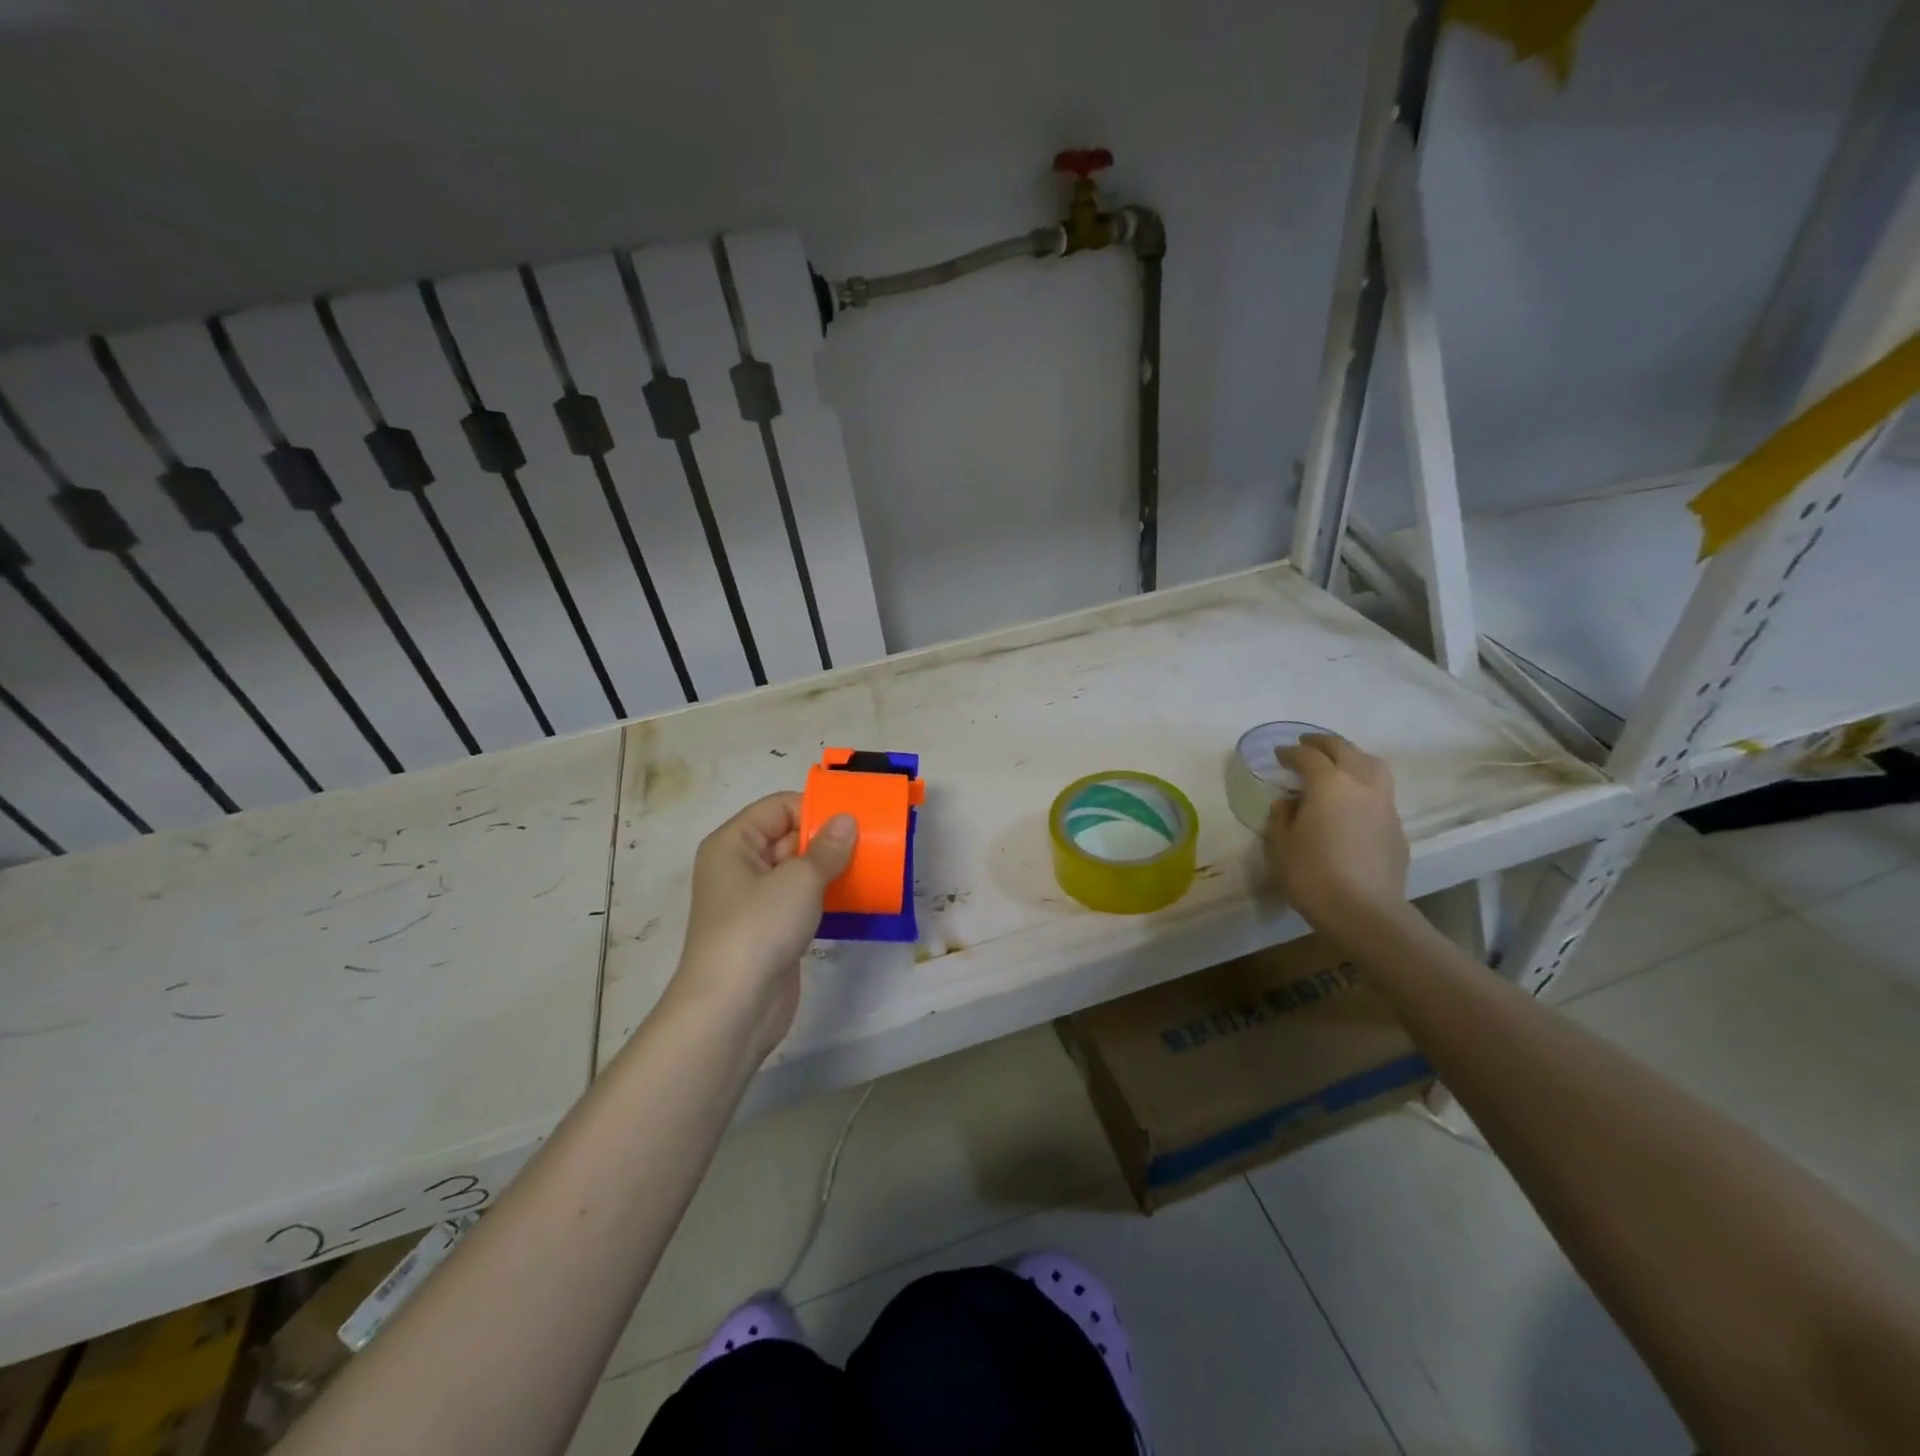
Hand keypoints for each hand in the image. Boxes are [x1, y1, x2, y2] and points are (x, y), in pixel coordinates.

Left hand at [668, 793, 856, 1060]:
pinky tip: (857, 898)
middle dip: (829, 838)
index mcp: (733, 843)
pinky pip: (802, 901)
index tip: (856, 816)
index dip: (816, 808)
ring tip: (872, 866)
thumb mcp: (799, 880)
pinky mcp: (770, 931)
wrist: (732, 1008)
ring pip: (798, 872)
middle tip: (873, 840)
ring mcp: (754, 902)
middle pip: (789, 837)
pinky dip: (827, 897)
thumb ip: (827, 848)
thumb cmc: (759, 928)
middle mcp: (740, 867)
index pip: (778, 808)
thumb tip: (847, 820)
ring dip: (832, 869)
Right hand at [1263, 734, 1409, 932]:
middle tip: (1306, 745)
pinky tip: (1352, 802)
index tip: (1278, 755)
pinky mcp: (1397, 828)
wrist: (1365, 913)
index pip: (1308, 757)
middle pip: (1345, 750)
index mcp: (1329, 785)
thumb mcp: (1280, 846)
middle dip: (1323, 743)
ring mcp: (1385, 805)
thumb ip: (1281, 818)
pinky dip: (1364, 786)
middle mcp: (1361, 785)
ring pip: (1372, 766)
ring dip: (1352, 758)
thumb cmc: (1312, 875)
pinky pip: (1380, 793)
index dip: (1290, 753)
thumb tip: (1288, 804)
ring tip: (1338, 764)